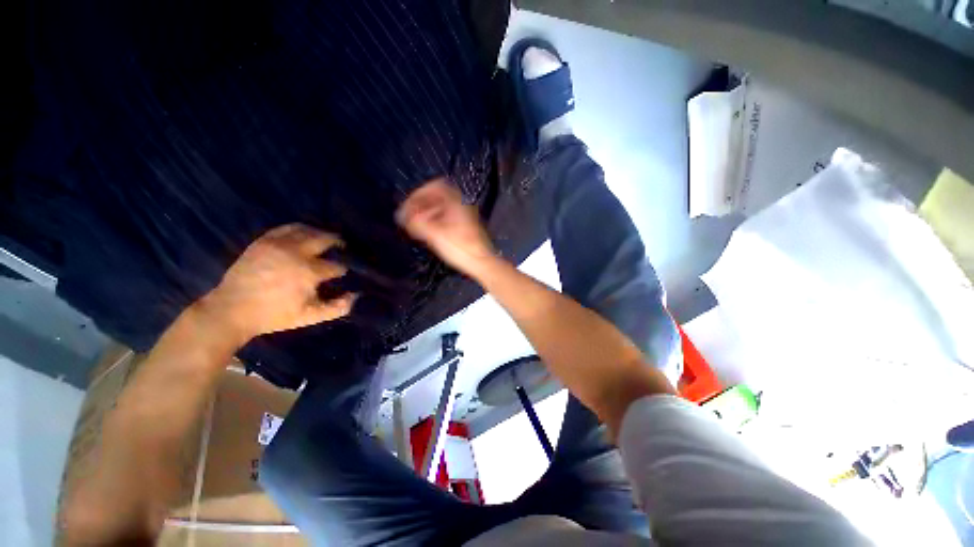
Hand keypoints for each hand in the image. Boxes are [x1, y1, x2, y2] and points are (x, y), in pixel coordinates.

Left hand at [199, 223, 354, 342]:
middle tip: (343, 248)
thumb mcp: (309, 317)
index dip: (343, 269)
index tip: (344, 273)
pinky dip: (299, 229)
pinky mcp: (264, 241)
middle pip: (325, 239)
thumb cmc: (274, 315)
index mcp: (309, 272)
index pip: (336, 266)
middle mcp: (297, 253)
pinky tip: (304, 234)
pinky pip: (286, 228)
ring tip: (326, 239)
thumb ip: (337, 308)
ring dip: (321, 233)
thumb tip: (356, 295)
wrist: (231, 310)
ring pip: (307, 230)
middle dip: (338, 243)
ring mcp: (278, 244)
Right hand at [396, 178, 496, 276]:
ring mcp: (465, 217)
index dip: (419, 193)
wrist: (481, 263)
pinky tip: (429, 232)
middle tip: (410, 215)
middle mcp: (462, 206)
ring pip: (442, 208)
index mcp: (456, 203)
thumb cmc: (462, 249)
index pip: (435, 185)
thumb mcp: (435, 235)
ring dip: (427, 213)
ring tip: (416, 224)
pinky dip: (435, 221)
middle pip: (438, 197)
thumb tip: (404, 217)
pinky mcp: (465, 227)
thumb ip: (417, 223)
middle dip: (421, 204)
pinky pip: (447, 217)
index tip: (409, 204)